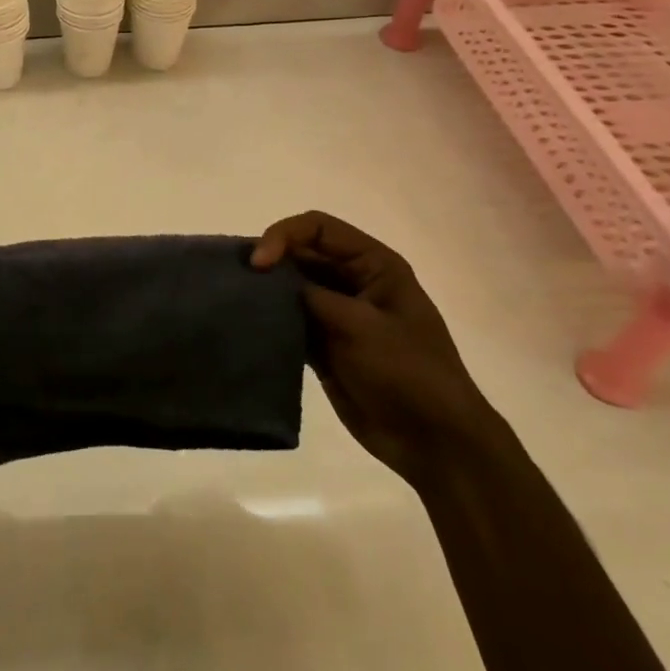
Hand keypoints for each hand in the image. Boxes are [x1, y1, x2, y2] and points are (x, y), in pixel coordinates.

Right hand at [252, 211, 501, 486]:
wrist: (434, 442)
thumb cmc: (408, 373)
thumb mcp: (362, 326)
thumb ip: (313, 297)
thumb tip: (269, 283)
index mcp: (374, 265)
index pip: (318, 228)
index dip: (283, 236)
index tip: (259, 264)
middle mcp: (353, 281)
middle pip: (300, 254)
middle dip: (269, 262)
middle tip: (237, 281)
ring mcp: (337, 314)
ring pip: (290, 287)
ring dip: (266, 292)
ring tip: (235, 302)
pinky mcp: (323, 344)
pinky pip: (289, 320)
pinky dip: (269, 320)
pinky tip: (247, 326)